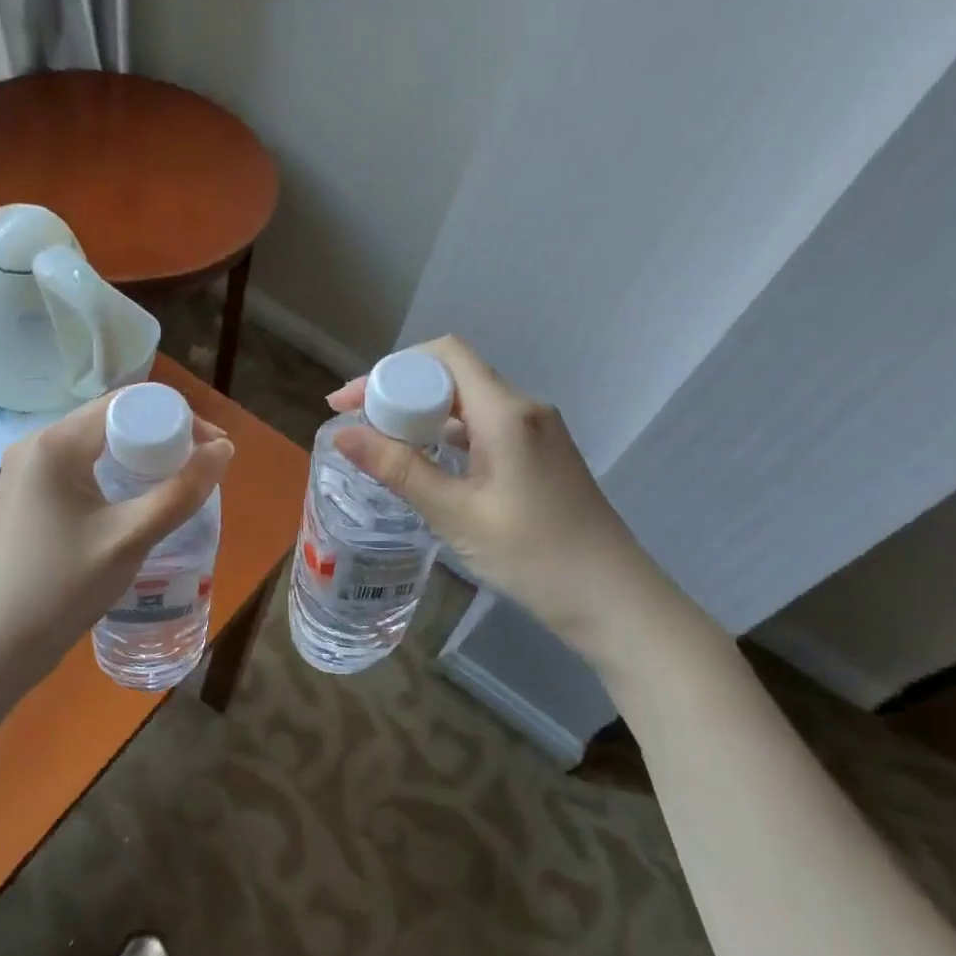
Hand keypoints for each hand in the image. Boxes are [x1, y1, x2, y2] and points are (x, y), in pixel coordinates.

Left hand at [0, 395, 233, 701]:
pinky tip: (134, 505)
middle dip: (162, 438)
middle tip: (200, 471)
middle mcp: (36, 445)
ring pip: (97, 447)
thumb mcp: (129, 539)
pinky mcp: (26, 497)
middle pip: (112, 421)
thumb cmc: (60, 590)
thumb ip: (181, 492)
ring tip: (176, 488)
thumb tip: (224, 450)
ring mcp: (26, 472)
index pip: (128, 404)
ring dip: (139, 459)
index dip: (178, 417)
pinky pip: (80, 470)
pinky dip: (114, 477)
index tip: (213, 448)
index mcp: (56, 443)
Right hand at [329, 336, 668, 651]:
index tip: (350, 402)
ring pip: (468, 401)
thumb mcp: (456, 513)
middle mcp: (524, 408)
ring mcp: (538, 431)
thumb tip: (342, 433)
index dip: (390, 369)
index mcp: (506, 412)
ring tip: (382, 443)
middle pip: (453, 375)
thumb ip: (399, 468)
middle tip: (358, 425)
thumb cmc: (533, 556)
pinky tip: (428, 462)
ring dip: (423, 414)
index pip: (443, 355)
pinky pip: (485, 425)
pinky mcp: (542, 454)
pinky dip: (449, 434)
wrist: (613, 600)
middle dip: (400, 391)